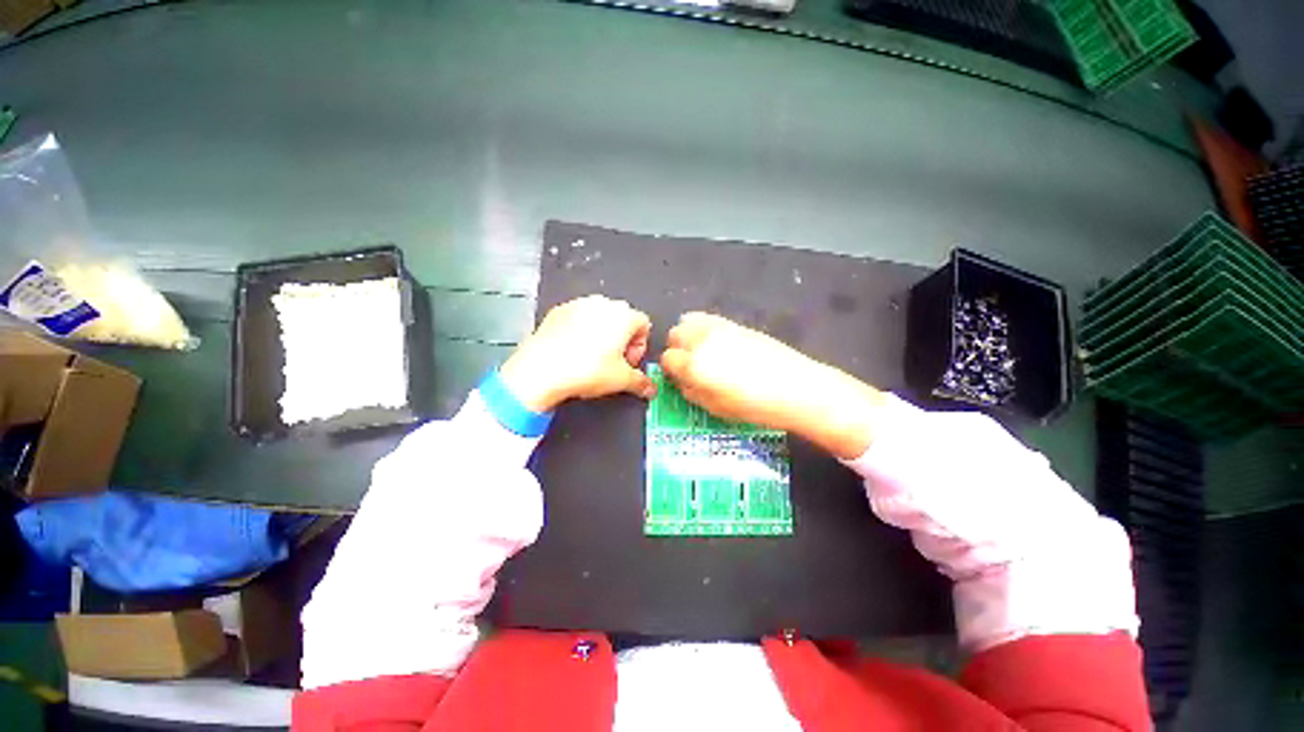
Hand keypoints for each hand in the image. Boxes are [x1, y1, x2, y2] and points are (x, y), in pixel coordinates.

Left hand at [500, 295, 655, 411]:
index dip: (639, 346)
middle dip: (622, 340)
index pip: (643, 324)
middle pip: (622, 319)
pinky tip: (572, 351)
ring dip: (602, 334)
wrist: (541, 369)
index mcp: (623, 315)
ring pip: (599, 318)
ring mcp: (578, 303)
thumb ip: (642, 382)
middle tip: (613, 362)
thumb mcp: (621, 380)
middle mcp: (603, 303)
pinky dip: (580, 331)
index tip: (628, 363)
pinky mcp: (557, 310)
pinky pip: (578, 318)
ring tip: (591, 357)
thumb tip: (651, 389)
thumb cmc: (587, 370)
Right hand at [659, 312, 886, 458]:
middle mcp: (701, 341)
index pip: (667, 359)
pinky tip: (715, 342)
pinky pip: (707, 318)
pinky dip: (703, 327)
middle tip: (689, 364)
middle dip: (677, 349)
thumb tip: (682, 381)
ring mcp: (718, 328)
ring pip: (688, 321)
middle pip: (674, 335)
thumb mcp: (715, 408)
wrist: (795, 387)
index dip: (671, 370)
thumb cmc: (753, 406)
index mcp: (693, 365)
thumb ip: (691, 392)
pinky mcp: (734, 323)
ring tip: (701, 351)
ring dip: (687, 335)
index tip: (680, 378)